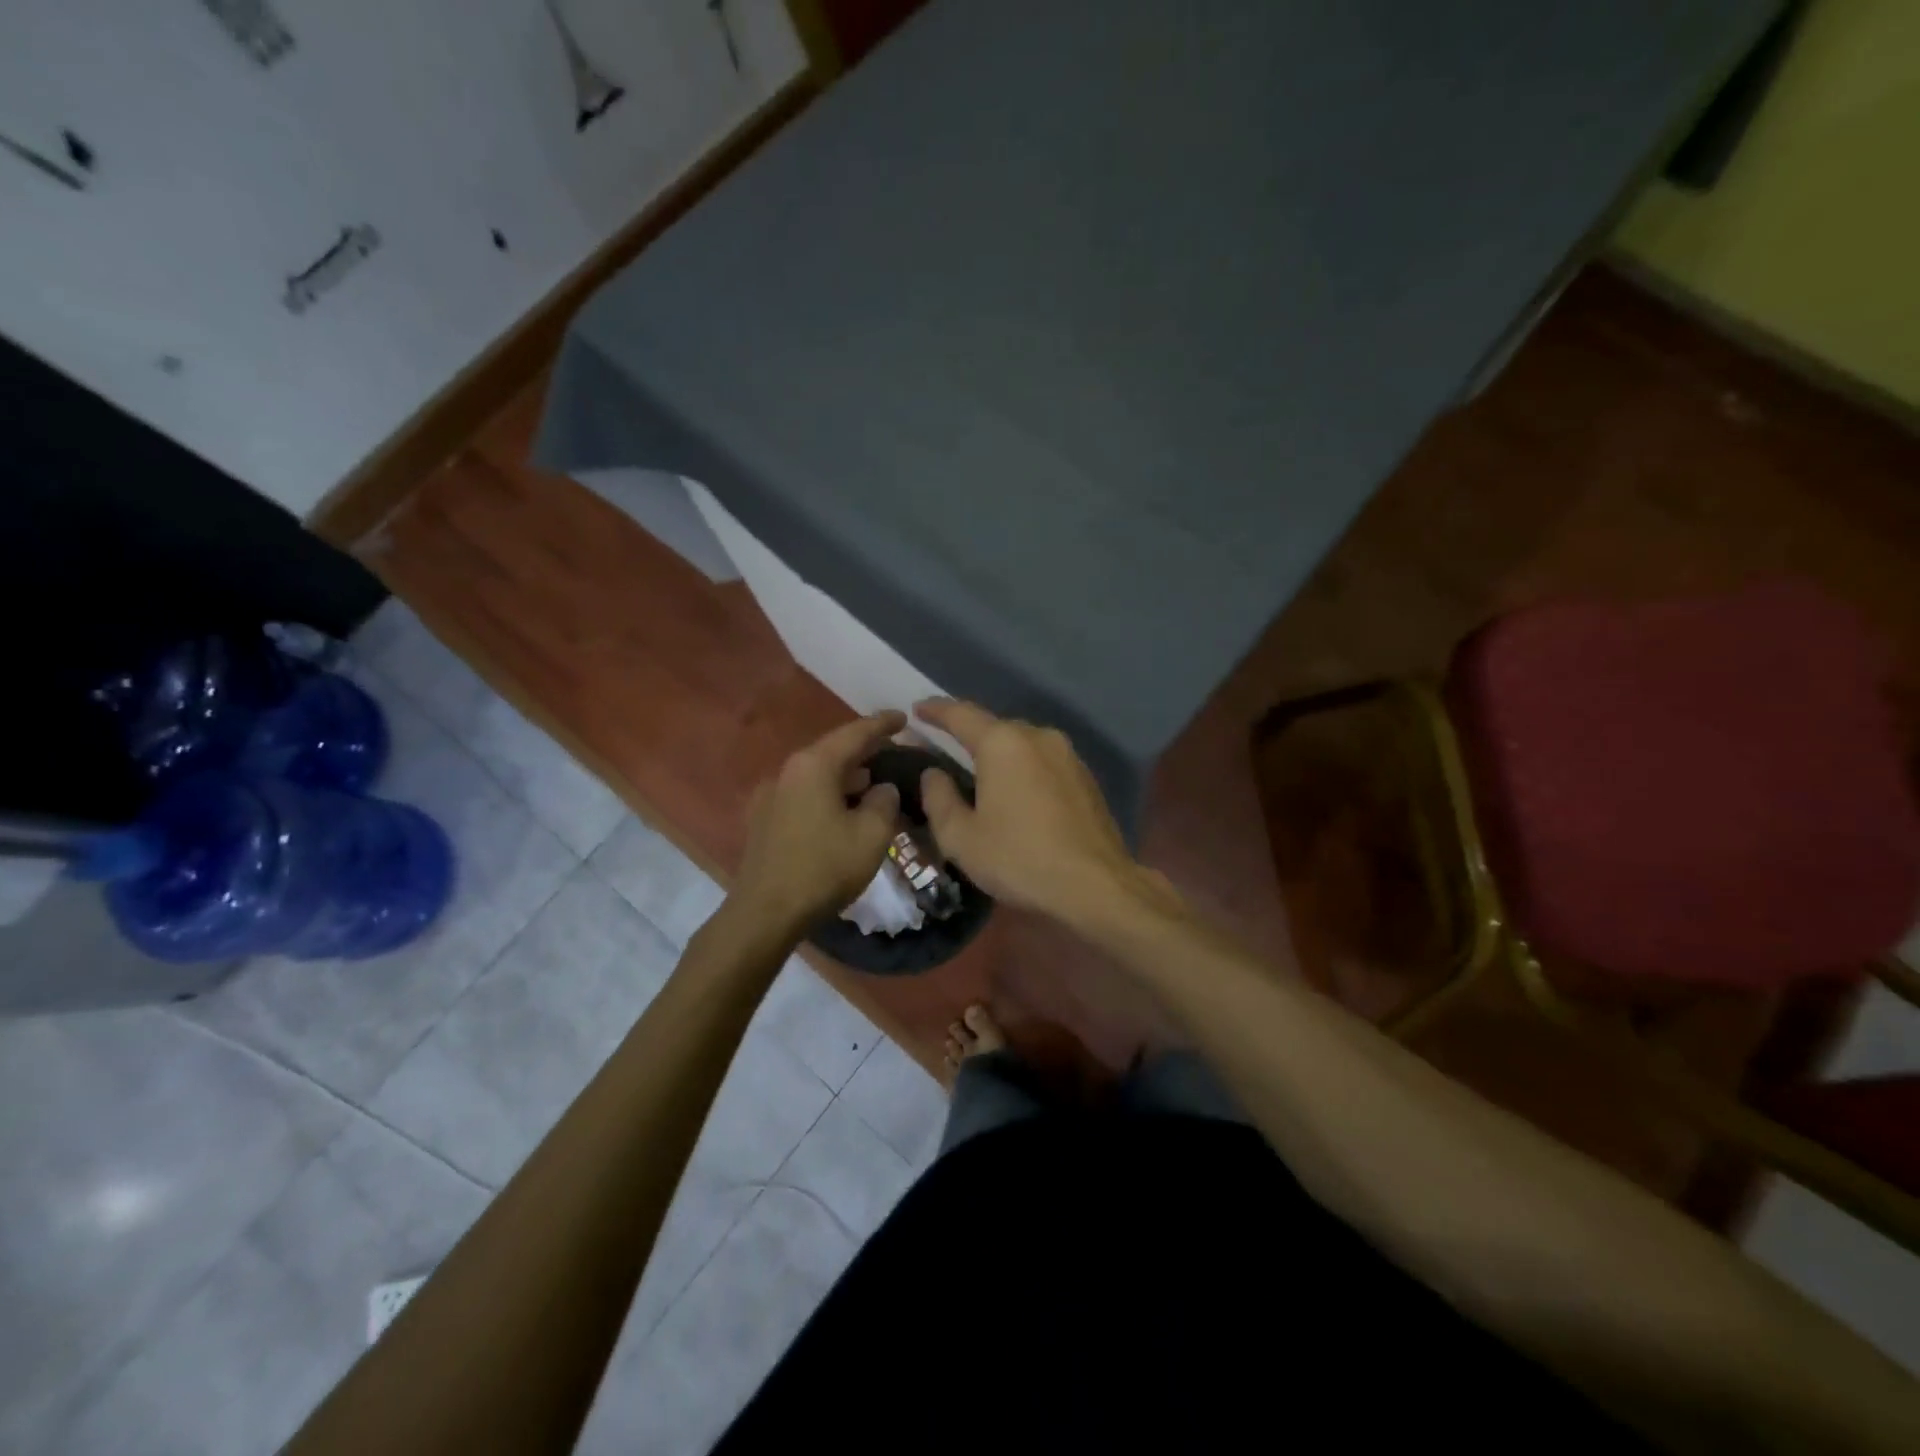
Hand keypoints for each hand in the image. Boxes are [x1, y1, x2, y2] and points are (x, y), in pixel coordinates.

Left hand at [730, 711, 905, 936]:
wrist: (765, 912)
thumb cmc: (824, 868)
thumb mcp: (872, 835)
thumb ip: (885, 802)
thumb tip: (883, 789)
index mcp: (814, 765)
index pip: (855, 733)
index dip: (883, 724)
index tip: (904, 717)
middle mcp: (789, 771)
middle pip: (834, 751)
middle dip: (865, 751)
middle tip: (894, 752)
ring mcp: (772, 795)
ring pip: (819, 775)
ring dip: (848, 777)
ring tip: (875, 783)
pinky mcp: (765, 820)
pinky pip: (806, 795)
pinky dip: (830, 795)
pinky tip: (846, 811)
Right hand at [914, 698, 1143, 922]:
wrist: (1096, 885)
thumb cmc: (1019, 859)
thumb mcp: (961, 837)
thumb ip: (939, 798)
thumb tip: (933, 773)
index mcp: (1002, 743)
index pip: (961, 714)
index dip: (936, 710)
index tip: (917, 709)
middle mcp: (1037, 736)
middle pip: (994, 727)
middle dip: (968, 734)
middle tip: (945, 748)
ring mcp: (1067, 754)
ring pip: (1022, 744)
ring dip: (999, 753)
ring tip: (981, 774)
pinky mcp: (1085, 776)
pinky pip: (1043, 761)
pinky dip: (1024, 768)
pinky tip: (1017, 794)